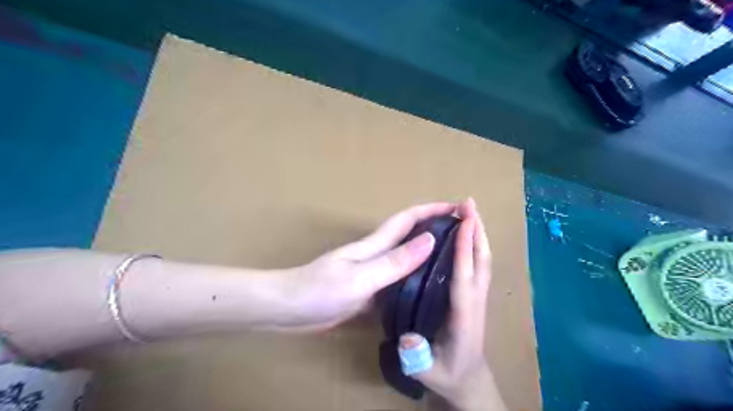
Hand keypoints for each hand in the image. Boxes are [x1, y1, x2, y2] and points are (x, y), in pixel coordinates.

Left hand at [276, 203, 456, 329]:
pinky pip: (397, 281)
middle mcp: (376, 255)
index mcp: (374, 246)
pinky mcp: (367, 292)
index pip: (407, 220)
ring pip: (405, 259)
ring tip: (453, 262)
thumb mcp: (359, 278)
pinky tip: (426, 291)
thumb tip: (429, 241)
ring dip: (427, 255)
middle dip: (434, 228)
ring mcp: (371, 274)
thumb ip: (394, 262)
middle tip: (461, 235)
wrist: (287, 309)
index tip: (456, 206)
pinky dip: (413, 280)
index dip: (431, 209)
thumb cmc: (319, 290)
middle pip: (409, 235)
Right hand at [409, 198, 506, 406]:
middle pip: (481, 260)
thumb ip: (418, 357)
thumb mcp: (429, 371)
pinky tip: (466, 234)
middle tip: (469, 204)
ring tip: (470, 211)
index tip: (463, 222)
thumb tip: (407, 336)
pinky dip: (475, 245)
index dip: (464, 249)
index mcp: (464, 315)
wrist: (469, 381)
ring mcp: (478, 296)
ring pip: (483, 260)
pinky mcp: (475, 295)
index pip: (465, 276)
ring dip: (478, 234)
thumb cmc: (449, 374)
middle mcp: (475, 300)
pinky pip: (478, 265)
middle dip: (477, 230)